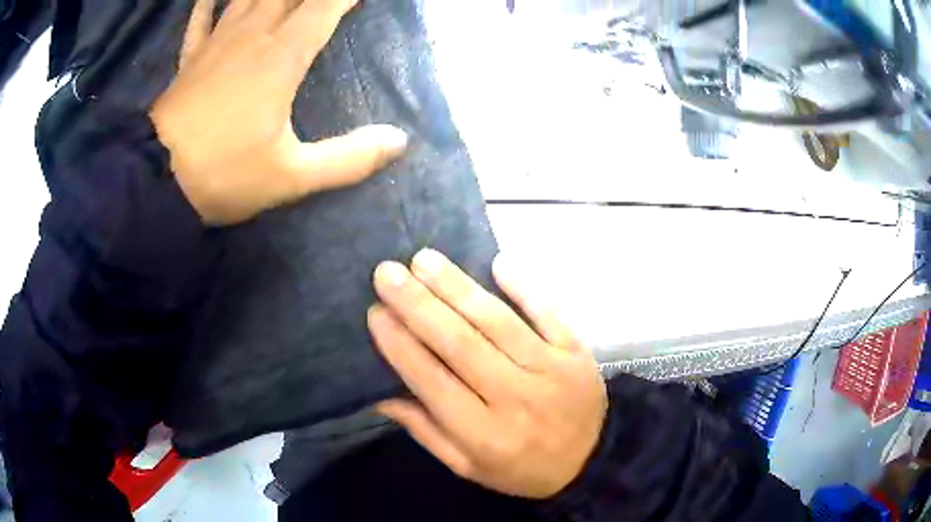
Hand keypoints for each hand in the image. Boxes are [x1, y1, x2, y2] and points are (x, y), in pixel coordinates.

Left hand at [150, 0, 407, 224]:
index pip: (326, 5)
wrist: (155, 183)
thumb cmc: (223, 174)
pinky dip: (208, 3)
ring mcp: (218, 42)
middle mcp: (253, 35)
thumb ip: (348, 159)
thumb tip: (399, 141)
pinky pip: (201, 18)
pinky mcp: (191, 57)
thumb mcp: (291, 177)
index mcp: (281, 56)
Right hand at [369, 250, 607, 498]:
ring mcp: (550, 369)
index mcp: (483, 433)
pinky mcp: (575, 352)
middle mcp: (515, 397)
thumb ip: (426, 431)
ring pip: (496, 322)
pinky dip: (524, 288)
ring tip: (424, 260)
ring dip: (457, 287)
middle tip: (387, 272)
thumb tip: (381, 396)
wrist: (591, 460)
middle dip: (418, 304)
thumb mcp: (467, 466)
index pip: (432, 381)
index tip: (375, 312)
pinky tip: (498, 262)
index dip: (400, 346)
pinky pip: (548, 313)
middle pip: (459, 343)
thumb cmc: (522, 468)